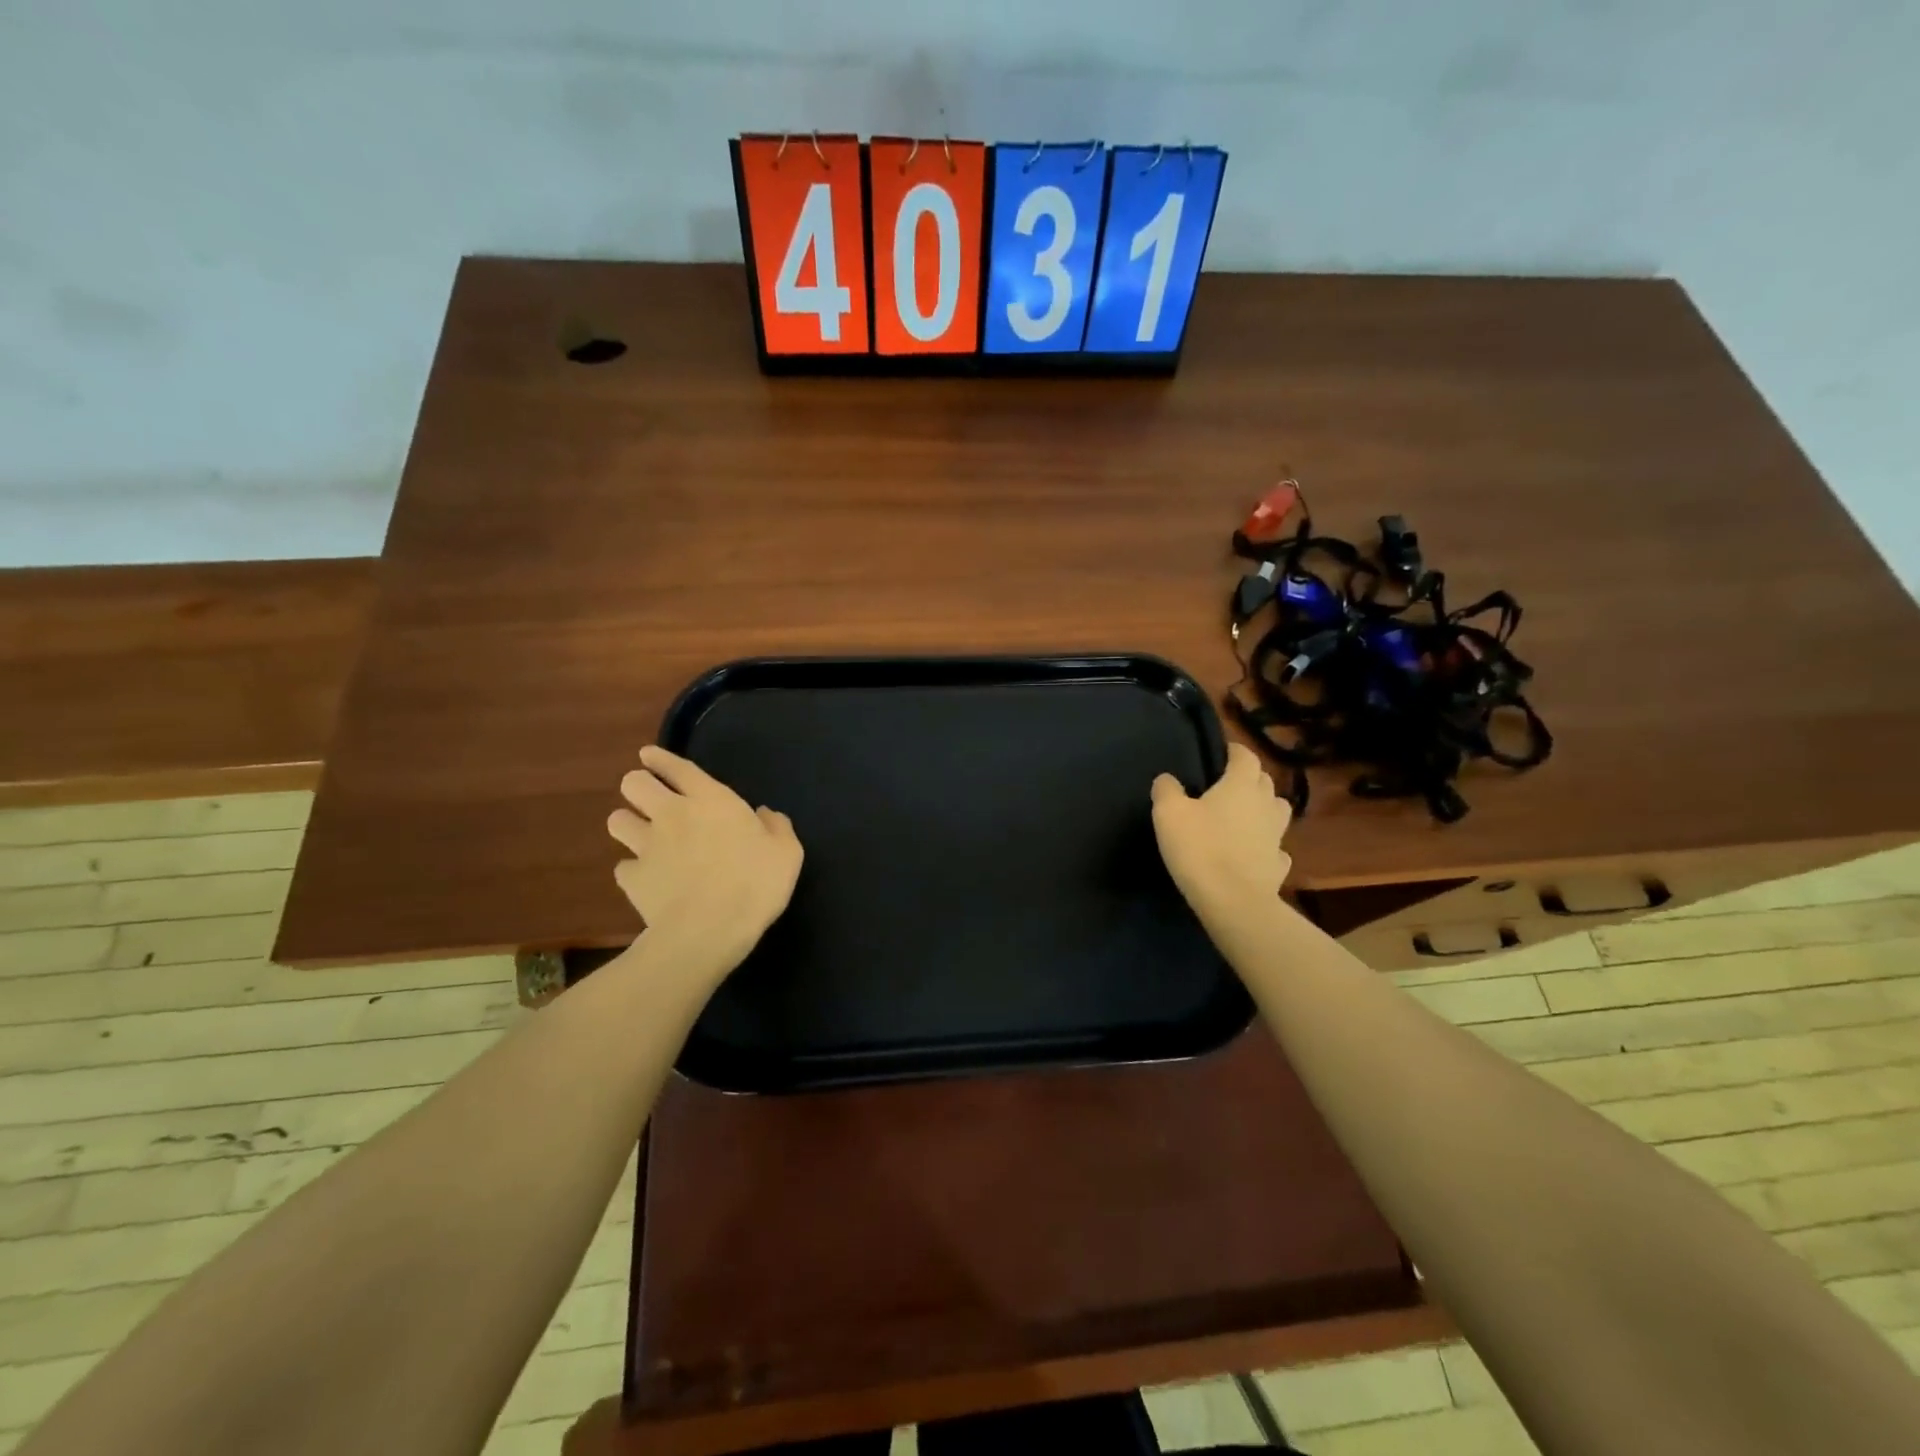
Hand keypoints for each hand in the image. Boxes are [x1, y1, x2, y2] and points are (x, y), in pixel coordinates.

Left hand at [607, 745, 803, 977]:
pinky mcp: (632, 879)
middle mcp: (672, 814)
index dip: (660, 759)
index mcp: (711, 800)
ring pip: (616, 820)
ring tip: (641, 835)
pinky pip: (623, 866)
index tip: (649, 755)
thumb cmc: (754, 883)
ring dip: (628, 823)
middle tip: (651, 799)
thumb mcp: (787, 853)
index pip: (677, 767)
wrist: (708, 930)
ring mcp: (647, 846)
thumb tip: (765, 814)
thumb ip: (777, 827)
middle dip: (638, 786)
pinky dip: (633, 870)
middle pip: (633, 783)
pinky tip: (646, 878)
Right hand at [1151, 742, 1293, 916]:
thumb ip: (1167, 790)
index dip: (1234, 751)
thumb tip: (1168, 778)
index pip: (1246, 756)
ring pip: (1277, 810)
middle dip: (1249, 777)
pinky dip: (1266, 844)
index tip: (1222, 752)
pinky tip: (1254, 851)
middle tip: (1227, 783)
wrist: (1233, 902)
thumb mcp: (1168, 813)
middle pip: (1264, 780)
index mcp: (1241, 785)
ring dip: (1264, 807)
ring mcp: (1277, 836)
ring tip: (1244, 815)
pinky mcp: (1279, 865)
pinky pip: (1276, 846)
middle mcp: (1265, 804)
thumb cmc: (1200, 848)